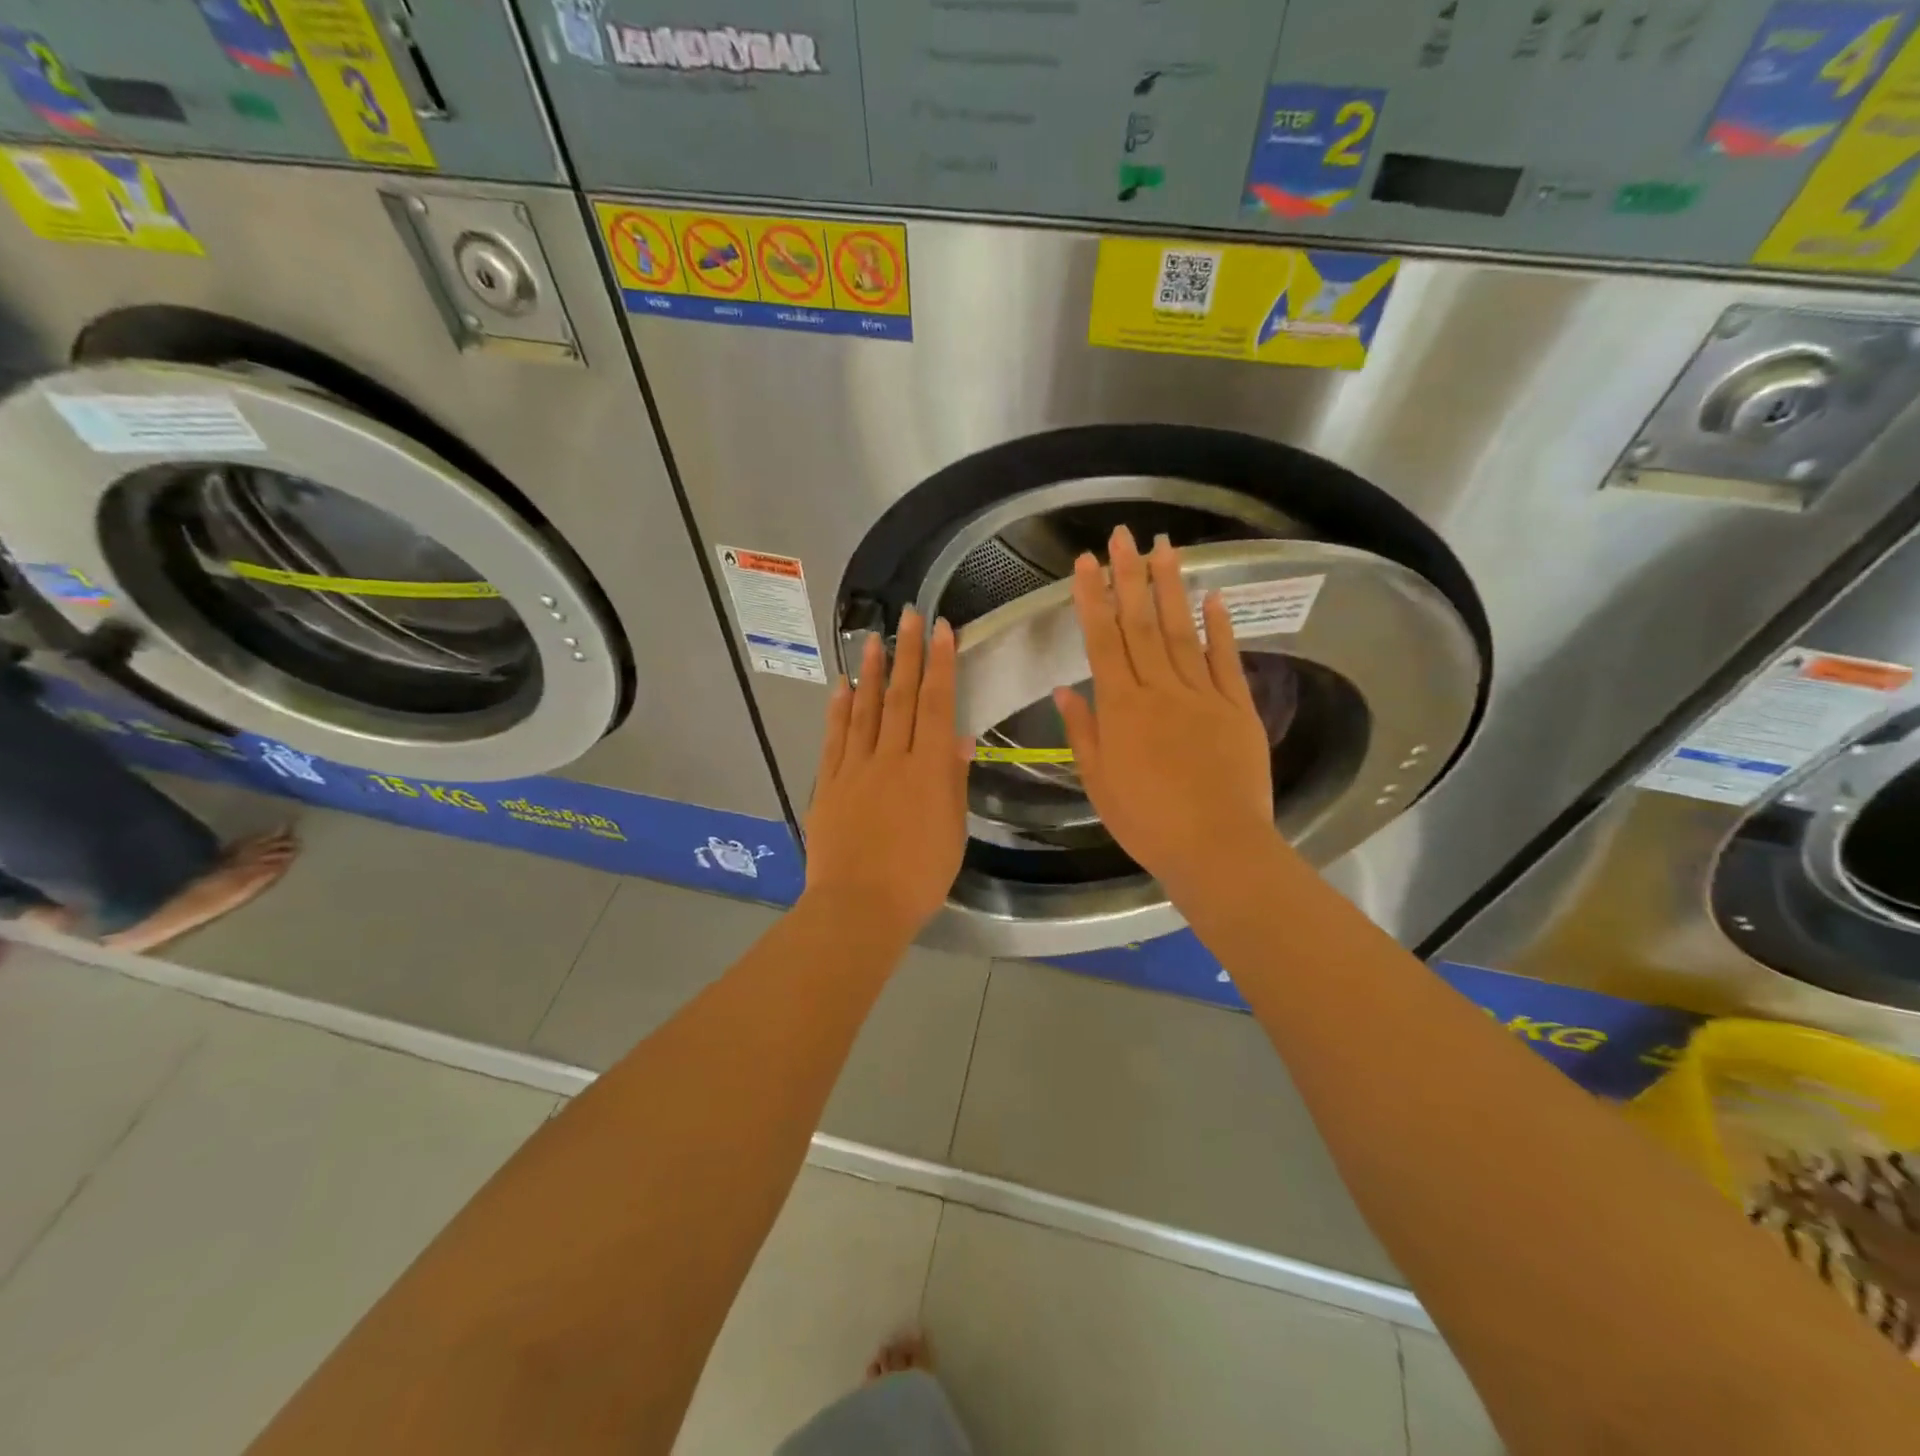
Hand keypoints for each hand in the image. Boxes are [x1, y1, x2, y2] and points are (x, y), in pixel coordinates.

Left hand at [803, 608, 971, 939]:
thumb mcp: (952, 831)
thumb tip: (959, 738)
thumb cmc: (919, 877)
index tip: (942, 630)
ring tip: (874, 639)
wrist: (859, 907)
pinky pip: (835, 739)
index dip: (941, 665)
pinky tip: (843, 687)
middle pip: (902, 697)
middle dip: (908, 653)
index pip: (938, 705)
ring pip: (866, 710)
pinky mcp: (828, 784)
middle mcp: (891, 758)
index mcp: (928, 770)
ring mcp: (855, 768)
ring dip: (872, 672)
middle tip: (909, 615)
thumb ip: (953, 781)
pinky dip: (840, 710)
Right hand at [1054, 527, 1280, 895]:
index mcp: (1122, 708)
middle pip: (1140, 624)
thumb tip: (1064, 689)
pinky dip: (1219, 626)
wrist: (1216, 847)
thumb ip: (1083, 731)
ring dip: (1170, 587)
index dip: (1092, 599)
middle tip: (1123, 535)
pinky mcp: (1238, 707)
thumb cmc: (1147, 822)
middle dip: (1129, 576)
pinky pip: (1226, 659)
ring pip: (1181, 631)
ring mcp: (1203, 695)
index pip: (1103, 641)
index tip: (1085, 563)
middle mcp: (1160, 690)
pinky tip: (1212, 595)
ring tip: (1164, 546)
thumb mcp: (1099, 782)